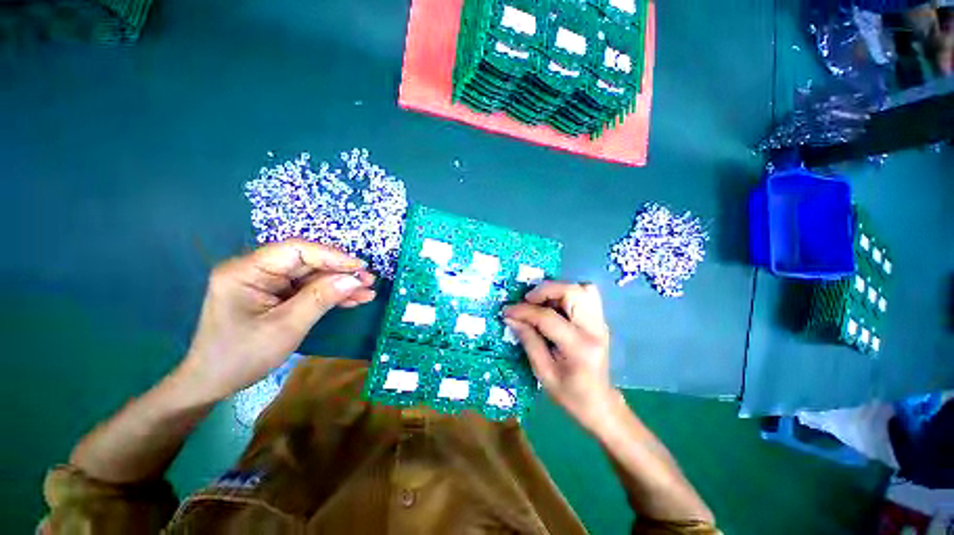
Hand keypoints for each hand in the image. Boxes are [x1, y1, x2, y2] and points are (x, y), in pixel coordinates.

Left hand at [177, 238, 375, 402]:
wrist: (214, 382)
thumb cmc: (242, 356)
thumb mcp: (286, 327)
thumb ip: (321, 298)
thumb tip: (355, 279)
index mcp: (246, 270)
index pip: (296, 250)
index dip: (332, 256)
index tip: (360, 267)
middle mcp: (256, 270)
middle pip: (307, 262)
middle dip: (340, 272)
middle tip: (369, 282)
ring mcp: (266, 282)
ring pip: (311, 276)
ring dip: (340, 285)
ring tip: (367, 293)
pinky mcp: (275, 294)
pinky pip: (307, 289)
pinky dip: (330, 295)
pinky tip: (352, 300)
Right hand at [503, 282, 618, 431]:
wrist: (599, 403)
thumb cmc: (569, 394)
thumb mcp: (543, 372)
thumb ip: (528, 340)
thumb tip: (511, 317)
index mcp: (579, 347)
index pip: (548, 318)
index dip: (524, 311)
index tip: (507, 310)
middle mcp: (594, 329)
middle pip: (572, 292)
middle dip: (545, 290)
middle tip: (527, 300)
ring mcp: (600, 323)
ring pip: (582, 288)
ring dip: (558, 290)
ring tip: (541, 301)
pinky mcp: (599, 321)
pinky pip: (586, 295)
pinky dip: (567, 294)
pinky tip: (554, 306)